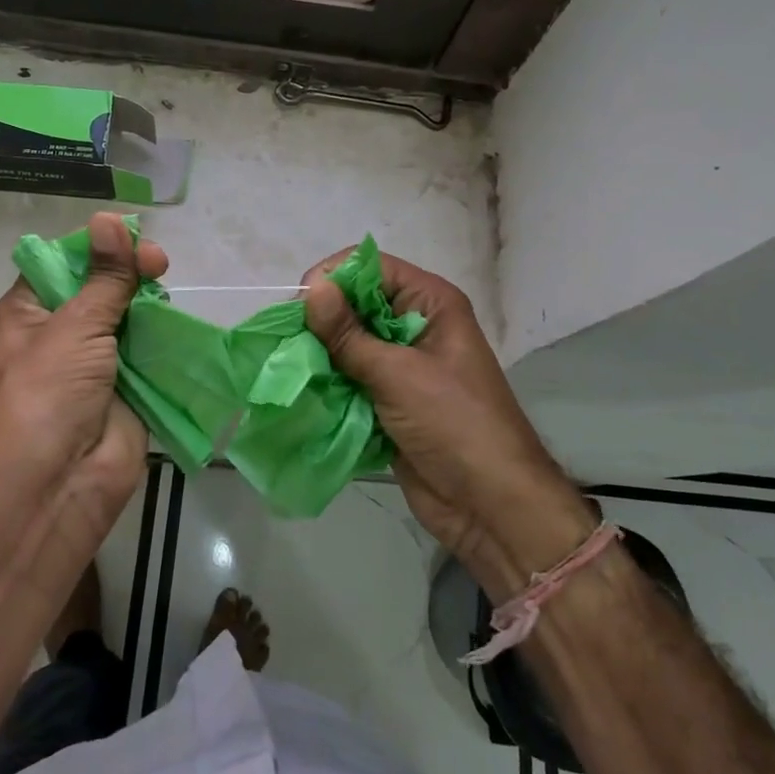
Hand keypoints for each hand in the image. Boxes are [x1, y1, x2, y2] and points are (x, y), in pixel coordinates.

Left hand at [0, 212, 167, 571]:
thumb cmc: (48, 395)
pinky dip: (166, 337)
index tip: (130, 239)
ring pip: (129, 317)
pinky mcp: (129, 387)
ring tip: (169, 292)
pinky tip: (181, 320)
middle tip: (159, 265)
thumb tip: (110, 219)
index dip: (97, 247)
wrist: (57, 485)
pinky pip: (150, 352)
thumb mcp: (74, 326)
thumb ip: (104, 277)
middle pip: (101, 286)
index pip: (64, 263)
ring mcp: (97, 362)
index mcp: (31, 312)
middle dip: (128, 272)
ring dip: (149, 304)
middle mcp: (62, 333)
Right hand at [303, 249, 592, 598]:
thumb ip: (349, 334)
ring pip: (348, 344)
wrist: (489, 505)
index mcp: (430, 303)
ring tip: (286, 365)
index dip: (335, 277)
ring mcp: (401, 366)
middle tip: (285, 339)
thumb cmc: (454, 424)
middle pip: (356, 305)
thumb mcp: (399, 374)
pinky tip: (299, 390)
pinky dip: (327, 383)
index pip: (373, 268)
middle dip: (321, 319)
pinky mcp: (388, 400)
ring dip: (319, 354)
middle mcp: (414, 326)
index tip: (298, 304)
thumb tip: (312, 288)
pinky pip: (350, 379)